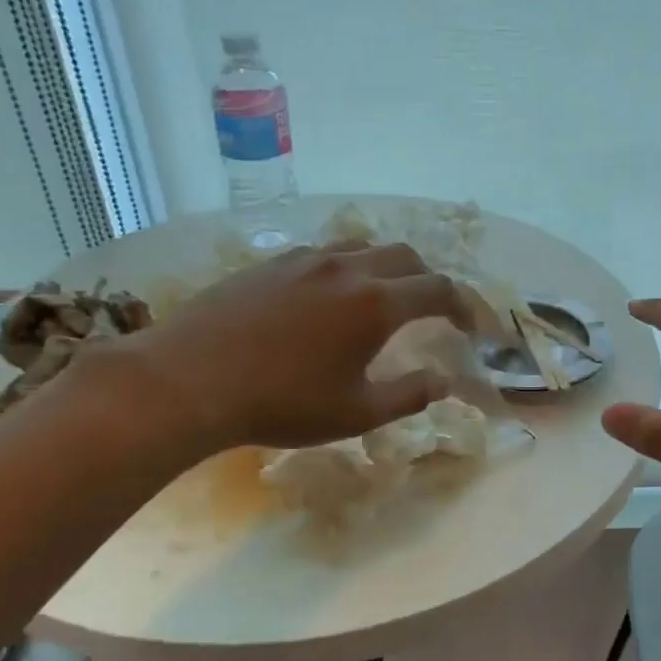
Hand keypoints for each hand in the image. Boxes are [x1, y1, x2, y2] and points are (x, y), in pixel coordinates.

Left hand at [96, 243, 469, 456]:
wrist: (188, 380)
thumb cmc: (281, 403)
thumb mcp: (356, 413)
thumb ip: (408, 395)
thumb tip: (444, 382)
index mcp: (376, 304)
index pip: (439, 290)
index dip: (465, 307)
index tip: (472, 329)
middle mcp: (348, 268)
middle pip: (407, 257)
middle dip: (430, 281)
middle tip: (433, 310)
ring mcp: (306, 259)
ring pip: (365, 247)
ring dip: (388, 268)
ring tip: (385, 296)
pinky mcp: (271, 262)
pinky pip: (326, 252)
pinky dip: (348, 267)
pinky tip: (330, 295)